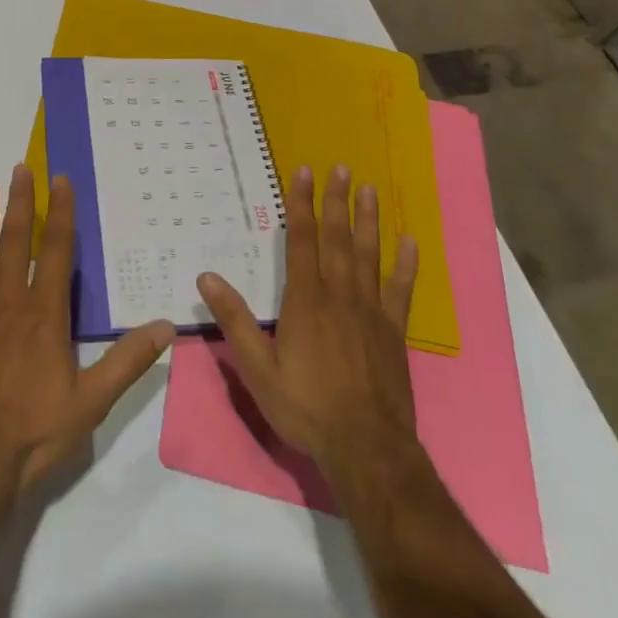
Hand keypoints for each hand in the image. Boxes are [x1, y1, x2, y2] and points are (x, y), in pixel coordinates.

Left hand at [0, 165, 175, 503]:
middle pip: (14, 242)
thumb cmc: (33, 434)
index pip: (55, 250)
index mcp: (44, 314)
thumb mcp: (92, 402)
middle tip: (20, 168)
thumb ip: (128, 360)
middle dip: (19, 203)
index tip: (60, 180)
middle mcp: (7, 302)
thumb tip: (167, 326)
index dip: (59, 213)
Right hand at [198, 165, 419, 476]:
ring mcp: (371, 311)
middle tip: (341, 168)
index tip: (304, 172)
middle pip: (338, 238)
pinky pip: (401, 291)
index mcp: (306, 300)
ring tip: (369, 190)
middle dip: (337, 201)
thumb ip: (236, 321)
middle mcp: (339, 295)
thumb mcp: (258, 369)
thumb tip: (206, 277)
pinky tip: (410, 243)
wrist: (366, 449)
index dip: (301, 204)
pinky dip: (406, 266)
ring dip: (368, 221)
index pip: (302, 240)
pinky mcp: (394, 331)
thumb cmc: (306, 408)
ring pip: (369, 255)